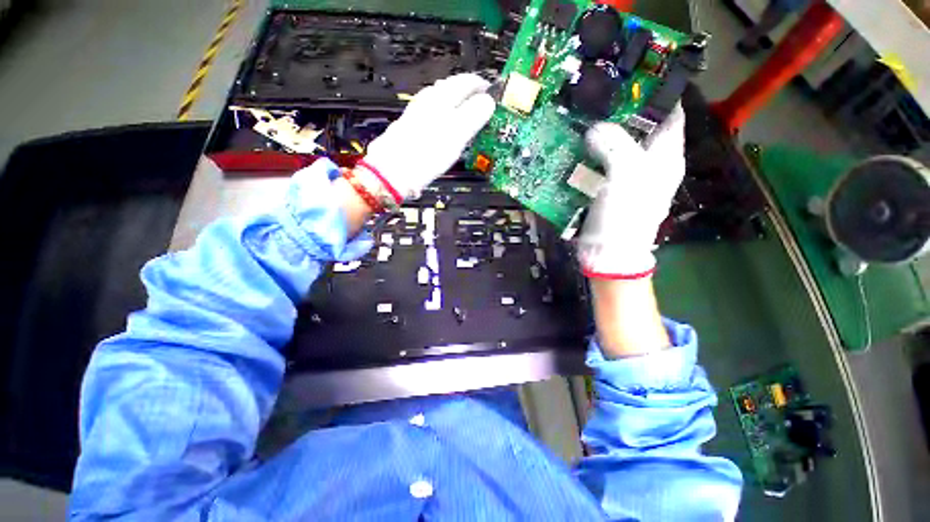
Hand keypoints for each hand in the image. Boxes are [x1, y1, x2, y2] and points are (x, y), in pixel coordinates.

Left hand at [361, 73, 495, 201]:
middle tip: (479, 101)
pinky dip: (442, 114)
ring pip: (438, 100)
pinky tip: (441, 124)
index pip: (465, 82)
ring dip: (453, 101)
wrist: (394, 170)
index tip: (490, 91)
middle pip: (450, 88)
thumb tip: (488, 101)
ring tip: (463, 111)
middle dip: (466, 92)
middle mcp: (428, 100)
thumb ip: (474, 115)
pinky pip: (430, 113)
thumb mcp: (457, 134)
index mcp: (442, 98)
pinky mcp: (408, 126)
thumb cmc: (428, 153)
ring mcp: (416, 112)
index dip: (480, 85)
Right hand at [579, 105, 685, 278]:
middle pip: (638, 127)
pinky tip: (571, 146)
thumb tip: (595, 127)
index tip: (632, 76)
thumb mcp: (627, 176)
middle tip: (595, 95)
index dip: (657, 92)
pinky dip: (585, 154)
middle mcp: (649, 162)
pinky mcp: (605, 187)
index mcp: (666, 156)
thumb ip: (615, 145)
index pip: (670, 113)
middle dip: (619, 111)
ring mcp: (625, 176)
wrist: (607, 252)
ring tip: (579, 116)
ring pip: (614, 145)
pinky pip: (596, 163)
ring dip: (598, 133)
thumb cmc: (626, 216)